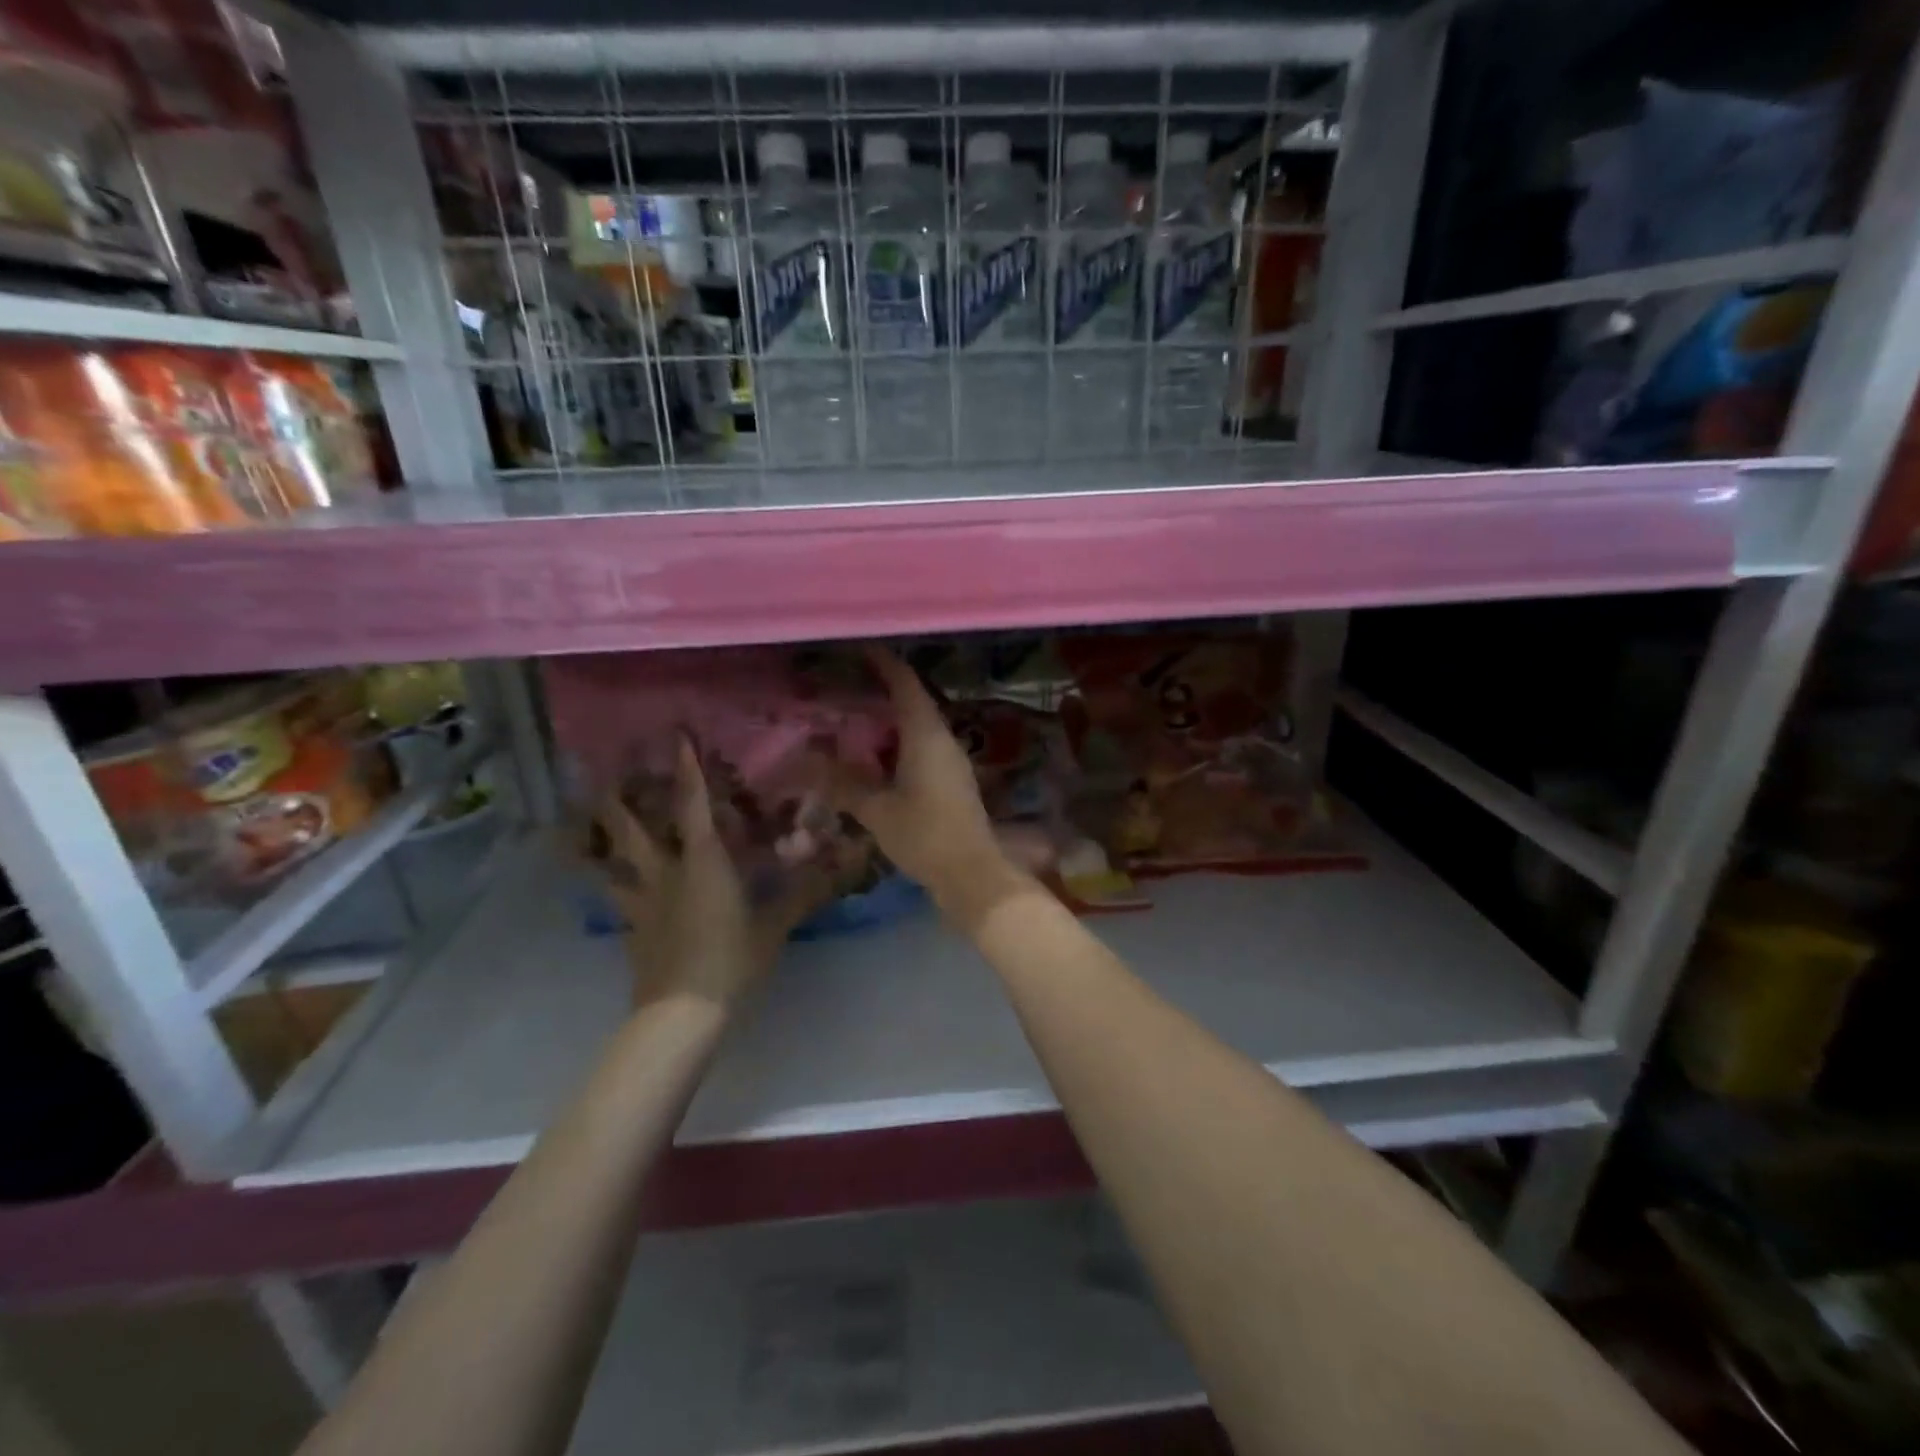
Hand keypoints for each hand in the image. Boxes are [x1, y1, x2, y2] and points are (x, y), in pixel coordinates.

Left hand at [594, 738, 833, 1012]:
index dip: (688, 769)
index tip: (678, 736)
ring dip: (596, 839)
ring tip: (578, 822)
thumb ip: (801, 894)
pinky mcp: (630, 928)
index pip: (694, 805)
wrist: (683, 1012)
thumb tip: (841, 868)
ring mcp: (641, 901)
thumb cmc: (733, 959)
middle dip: (617, 799)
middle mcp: (665, 872)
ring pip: (609, 861)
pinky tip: (607, 882)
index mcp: (703, 862)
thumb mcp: (775, 925)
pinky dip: (607, 883)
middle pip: (630, 828)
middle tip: (606, 774)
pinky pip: (615, 897)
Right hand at [830, 648, 1038, 929]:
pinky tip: (876, 756)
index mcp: (926, 735)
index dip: (884, 662)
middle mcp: (943, 739)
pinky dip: (898, 742)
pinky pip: (922, 746)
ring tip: (855, 716)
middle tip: (846, 684)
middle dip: (882, 689)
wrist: (972, 873)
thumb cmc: (925, 835)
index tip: (860, 647)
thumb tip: (806, 763)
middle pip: (913, 701)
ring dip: (890, 719)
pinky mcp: (952, 779)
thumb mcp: (877, 810)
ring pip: (918, 726)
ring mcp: (951, 759)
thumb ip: (843, 784)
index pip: (906, 683)